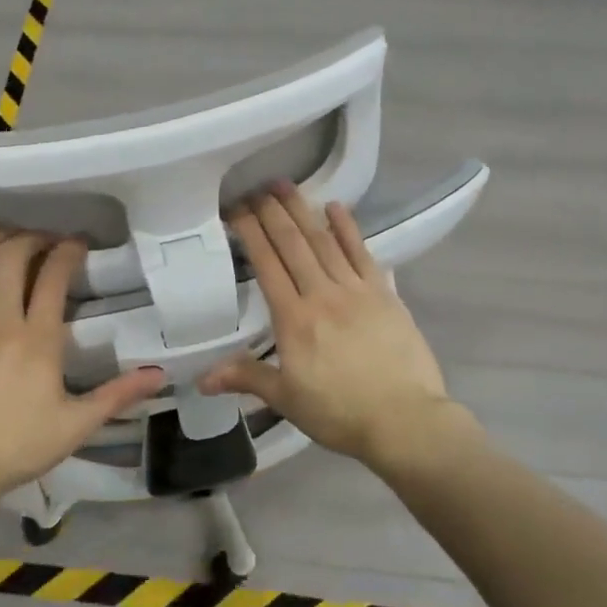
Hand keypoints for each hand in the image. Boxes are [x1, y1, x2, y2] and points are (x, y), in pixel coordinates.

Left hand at [0, 228, 165, 501]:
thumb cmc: (18, 446)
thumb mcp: (76, 425)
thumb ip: (117, 394)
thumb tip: (159, 374)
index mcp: (38, 340)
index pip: (55, 276)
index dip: (68, 250)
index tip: (78, 244)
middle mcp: (0, 320)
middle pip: (15, 255)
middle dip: (35, 238)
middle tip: (48, 242)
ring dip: (1, 239)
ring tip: (16, 237)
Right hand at [202, 186, 461, 472]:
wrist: (404, 420)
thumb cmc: (340, 413)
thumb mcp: (286, 399)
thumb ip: (246, 378)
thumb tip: (201, 378)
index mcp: (293, 319)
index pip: (266, 265)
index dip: (250, 233)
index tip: (236, 209)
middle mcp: (322, 295)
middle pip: (293, 245)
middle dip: (272, 213)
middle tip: (256, 187)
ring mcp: (356, 291)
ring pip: (324, 242)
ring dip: (303, 211)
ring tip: (285, 186)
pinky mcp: (385, 294)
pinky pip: (362, 254)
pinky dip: (348, 229)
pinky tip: (335, 208)